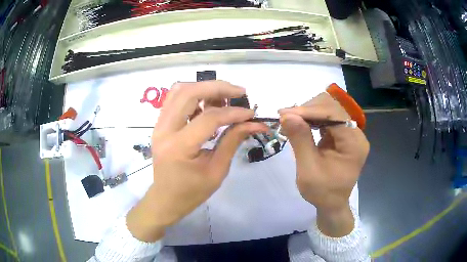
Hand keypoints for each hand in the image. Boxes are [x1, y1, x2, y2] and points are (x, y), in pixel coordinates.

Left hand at [127, 81, 267, 241]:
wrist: (165, 199)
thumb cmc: (191, 192)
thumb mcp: (217, 171)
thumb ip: (233, 141)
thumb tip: (253, 122)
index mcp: (179, 147)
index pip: (209, 118)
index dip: (233, 112)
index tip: (251, 113)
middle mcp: (164, 130)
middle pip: (189, 93)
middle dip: (217, 87)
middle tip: (239, 93)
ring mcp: (158, 125)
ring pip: (179, 90)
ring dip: (204, 88)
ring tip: (224, 98)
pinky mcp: (160, 124)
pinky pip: (175, 99)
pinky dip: (194, 95)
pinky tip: (208, 104)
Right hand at [279, 93, 368, 235]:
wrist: (331, 204)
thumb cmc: (322, 192)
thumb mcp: (309, 169)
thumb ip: (300, 140)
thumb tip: (286, 115)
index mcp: (354, 143)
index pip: (334, 115)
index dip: (309, 111)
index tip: (285, 113)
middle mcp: (356, 134)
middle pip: (332, 108)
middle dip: (308, 110)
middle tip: (285, 117)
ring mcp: (350, 133)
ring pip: (329, 110)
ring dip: (308, 113)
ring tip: (289, 120)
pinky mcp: (342, 135)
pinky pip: (327, 119)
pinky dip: (312, 119)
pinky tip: (300, 124)